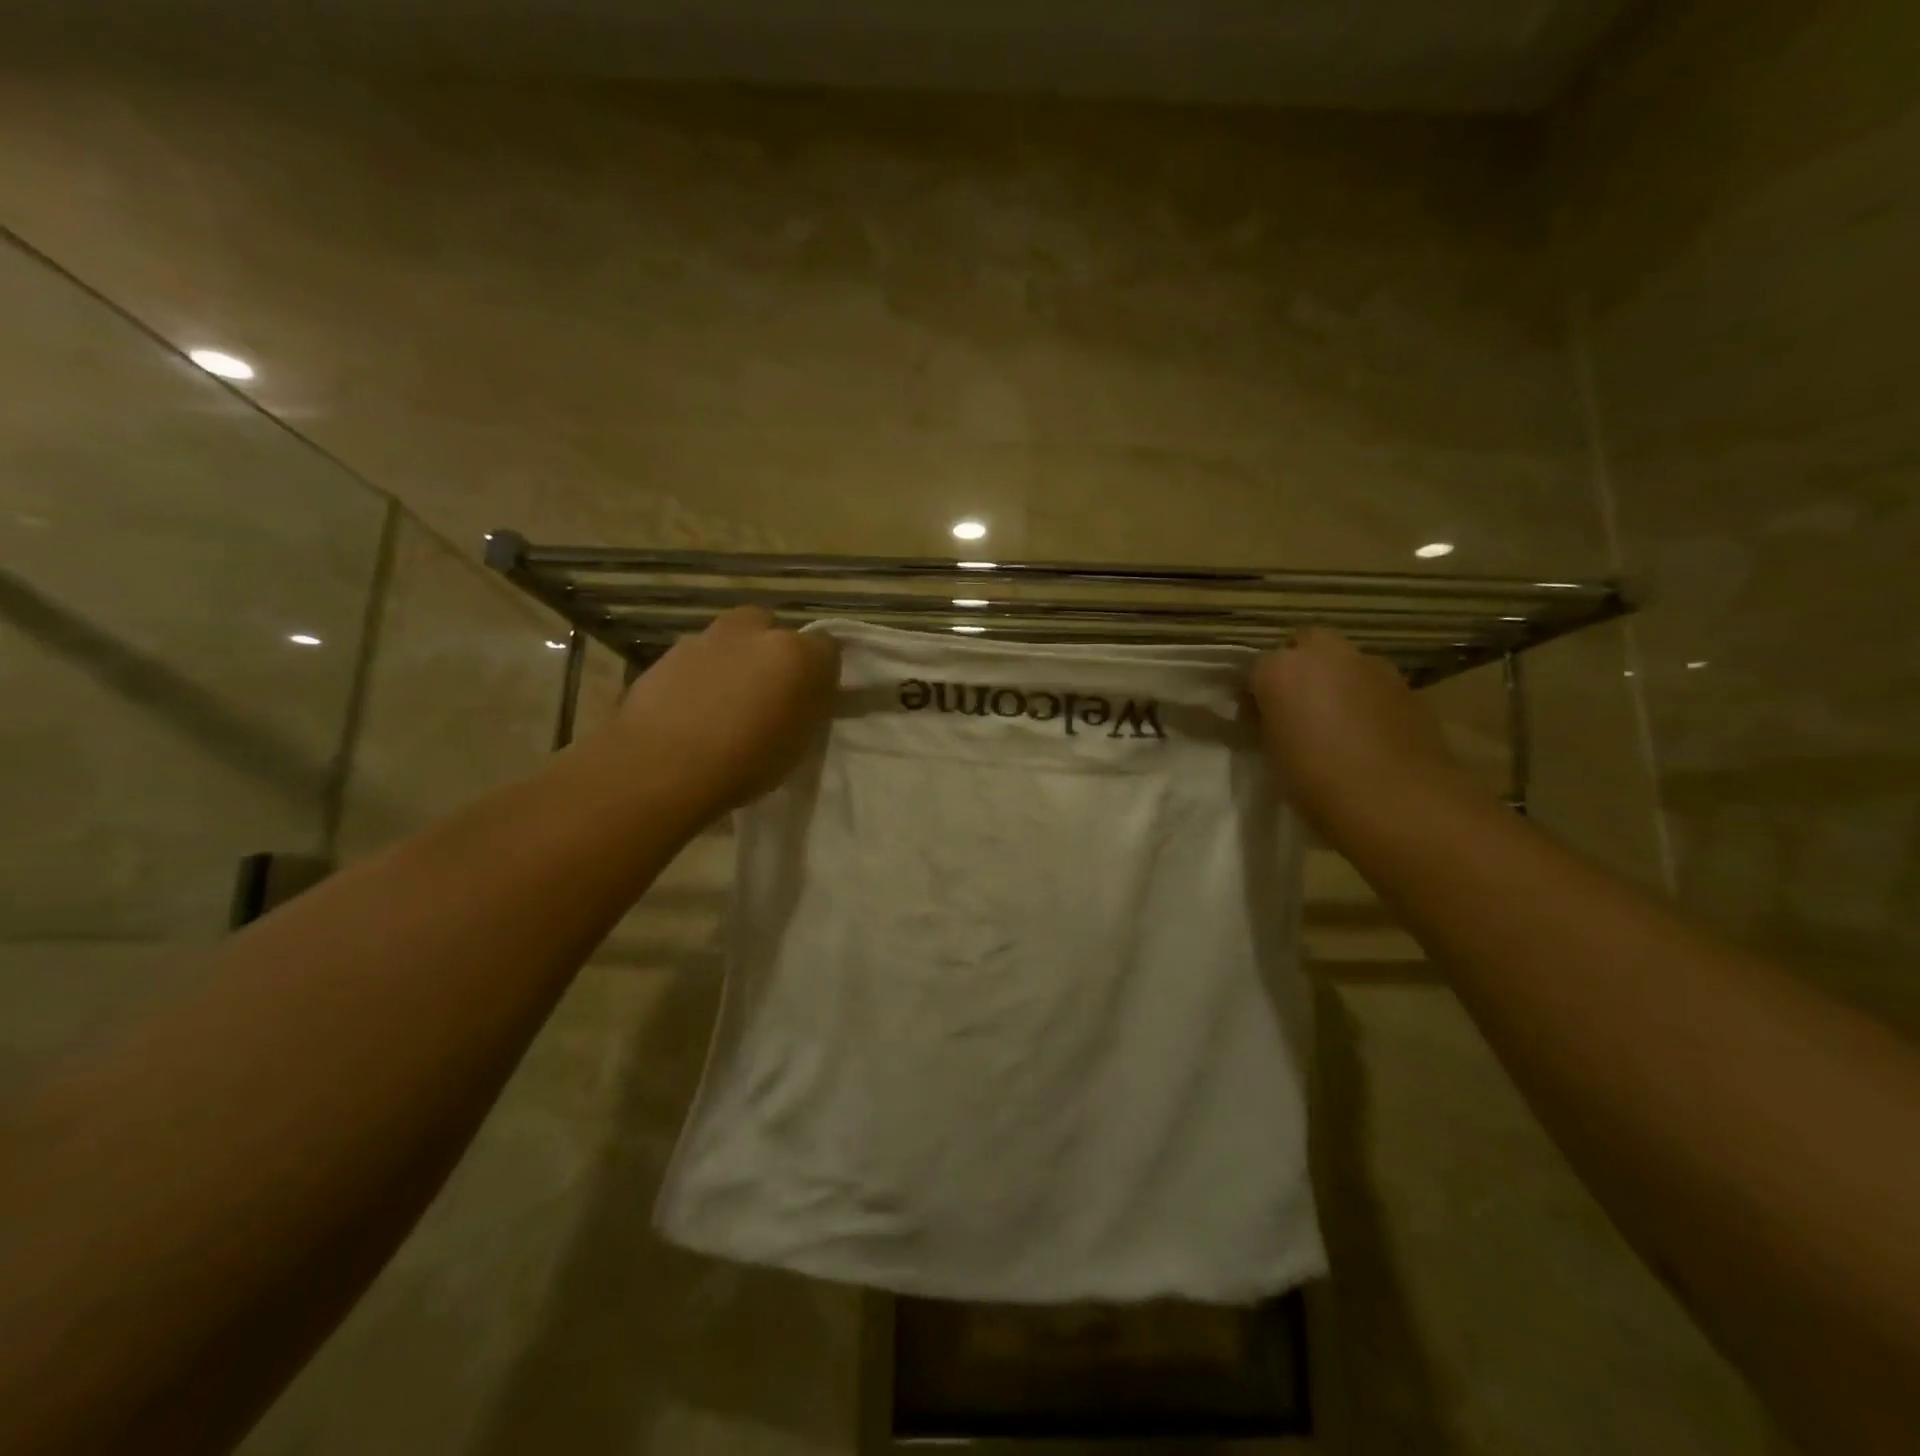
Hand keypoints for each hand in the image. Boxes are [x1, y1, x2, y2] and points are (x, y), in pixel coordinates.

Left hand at [612, 607, 839, 815]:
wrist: (661, 767)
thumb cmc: (745, 764)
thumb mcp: (798, 744)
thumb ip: (807, 707)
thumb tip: (805, 694)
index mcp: (797, 654)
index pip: (827, 648)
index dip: (820, 673)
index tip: (810, 700)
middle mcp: (755, 633)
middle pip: (774, 631)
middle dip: (773, 654)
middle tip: (766, 694)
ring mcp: (707, 638)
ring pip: (733, 640)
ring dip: (736, 661)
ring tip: (725, 704)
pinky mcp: (668, 652)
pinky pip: (698, 657)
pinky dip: (702, 674)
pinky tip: (693, 709)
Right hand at [1251, 628, 1472, 832]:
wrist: (1397, 800)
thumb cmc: (1316, 780)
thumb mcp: (1271, 752)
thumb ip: (1266, 723)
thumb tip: (1269, 716)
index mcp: (1280, 669)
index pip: (1255, 669)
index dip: (1255, 694)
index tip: (1256, 721)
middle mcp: (1325, 654)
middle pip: (1305, 645)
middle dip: (1298, 667)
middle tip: (1295, 707)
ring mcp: (1370, 665)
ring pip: (1343, 662)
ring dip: (1335, 680)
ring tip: (1335, 722)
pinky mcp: (1406, 684)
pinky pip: (1373, 683)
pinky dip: (1365, 697)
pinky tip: (1367, 732)